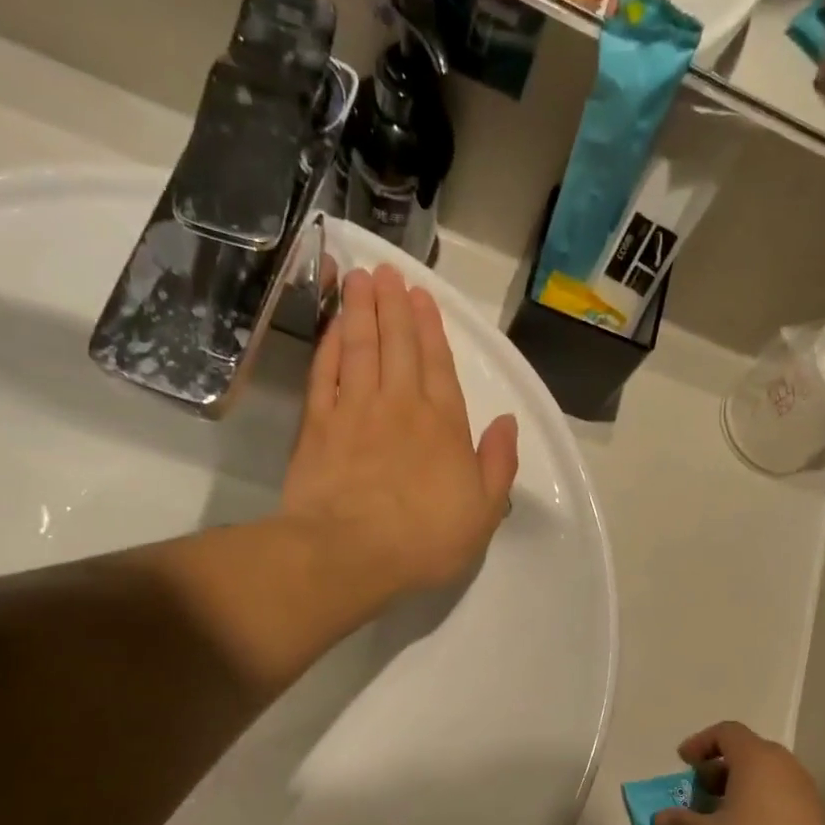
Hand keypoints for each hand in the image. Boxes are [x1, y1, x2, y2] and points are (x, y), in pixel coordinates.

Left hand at [282, 266, 518, 602]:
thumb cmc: (425, 539)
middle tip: (386, 271)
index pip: (438, 365)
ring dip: (360, 312)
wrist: (350, 554)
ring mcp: (355, 412)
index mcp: (444, 425)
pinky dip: (328, 346)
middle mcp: (400, 406)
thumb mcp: (484, 511)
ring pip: (360, 349)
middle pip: (397, 345)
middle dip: (393, 306)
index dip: (430, 328)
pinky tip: (331, 328)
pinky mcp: (317, 427)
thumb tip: (507, 422)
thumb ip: (498, 463)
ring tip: (359, 280)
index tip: (421, 296)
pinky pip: (325, 374)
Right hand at [652, 721, 824, 824]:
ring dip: (742, 788)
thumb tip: (662, 819)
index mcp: (758, 760)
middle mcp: (787, 769)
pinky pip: (783, 799)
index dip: (701, 742)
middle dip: (722, 766)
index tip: (683, 762)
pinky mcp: (818, 824)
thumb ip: (678, 823)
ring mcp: (807, 796)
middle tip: (702, 789)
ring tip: (721, 816)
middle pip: (751, 752)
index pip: (728, 732)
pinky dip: (761, 806)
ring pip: (769, 777)